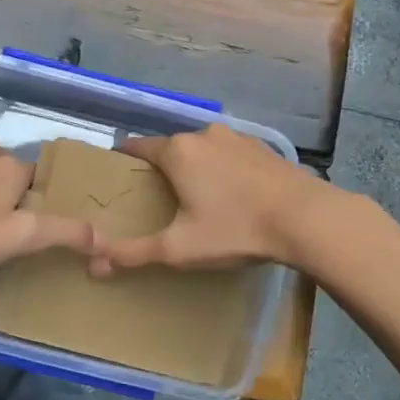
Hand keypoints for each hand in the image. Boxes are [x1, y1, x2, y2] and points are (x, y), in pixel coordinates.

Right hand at [85, 125, 329, 276]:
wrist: (306, 218)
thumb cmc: (235, 229)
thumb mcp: (180, 248)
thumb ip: (134, 254)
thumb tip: (94, 264)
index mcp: (176, 151)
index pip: (136, 147)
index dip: (123, 162)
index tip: (117, 180)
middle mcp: (202, 135)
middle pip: (169, 148)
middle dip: (160, 169)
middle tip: (157, 200)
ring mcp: (236, 137)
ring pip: (201, 150)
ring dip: (194, 167)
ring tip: (195, 198)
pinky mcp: (262, 147)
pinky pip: (228, 154)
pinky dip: (222, 169)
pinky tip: (232, 194)